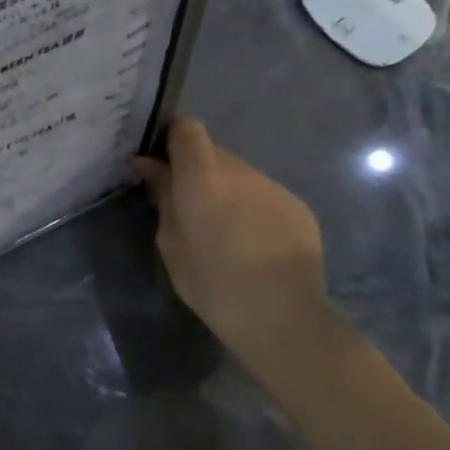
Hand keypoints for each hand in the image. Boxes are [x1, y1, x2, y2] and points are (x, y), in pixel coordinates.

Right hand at [132, 118, 337, 384]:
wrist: (284, 319)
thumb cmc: (212, 283)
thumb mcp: (170, 242)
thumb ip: (163, 196)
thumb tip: (151, 167)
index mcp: (202, 177)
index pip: (187, 129)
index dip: (171, 137)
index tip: (159, 160)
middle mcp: (240, 172)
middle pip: (212, 152)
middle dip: (195, 169)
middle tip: (185, 201)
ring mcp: (273, 187)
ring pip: (239, 174)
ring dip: (224, 188)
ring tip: (222, 227)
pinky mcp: (299, 207)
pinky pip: (263, 194)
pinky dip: (250, 206)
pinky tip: (251, 240)